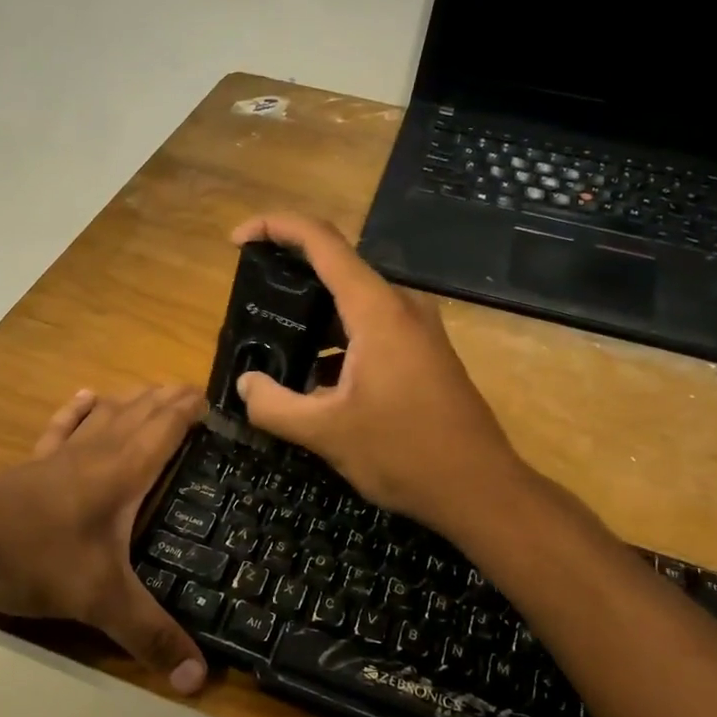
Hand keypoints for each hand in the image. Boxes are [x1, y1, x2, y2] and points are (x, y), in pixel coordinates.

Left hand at [0, 385, 209, 693]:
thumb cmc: (33, 557)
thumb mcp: (99, 600)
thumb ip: (150, 635)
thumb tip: (200, 680)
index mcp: (122, 470)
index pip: (167, 424)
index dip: (193, 408)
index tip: (221, 401)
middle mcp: (96, 452)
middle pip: (141, 410)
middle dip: (170, 399)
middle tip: (198, 396)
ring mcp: (59, 455)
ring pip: (106, 412)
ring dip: (134, 398)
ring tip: (155, 391)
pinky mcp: (31, 465)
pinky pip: (62, 427)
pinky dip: (80, 409)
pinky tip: (87, 396)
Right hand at [229, 212, 525, 533]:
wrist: (480, 489)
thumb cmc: (404, 453)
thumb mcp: (326, 433)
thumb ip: (274, 406)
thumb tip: (245, 384)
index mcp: (377, 310)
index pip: (322, 241)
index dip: (275, 227)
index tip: (236, 240)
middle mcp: (401, 306)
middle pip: (336, 268)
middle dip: (288, 276)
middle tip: (249, 301)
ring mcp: (417, 329)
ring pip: (353, 303)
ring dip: (312, 317)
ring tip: (273, 345)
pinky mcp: (423, 353)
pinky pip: (370, 329)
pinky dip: (336, 341)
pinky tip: (314, 379)